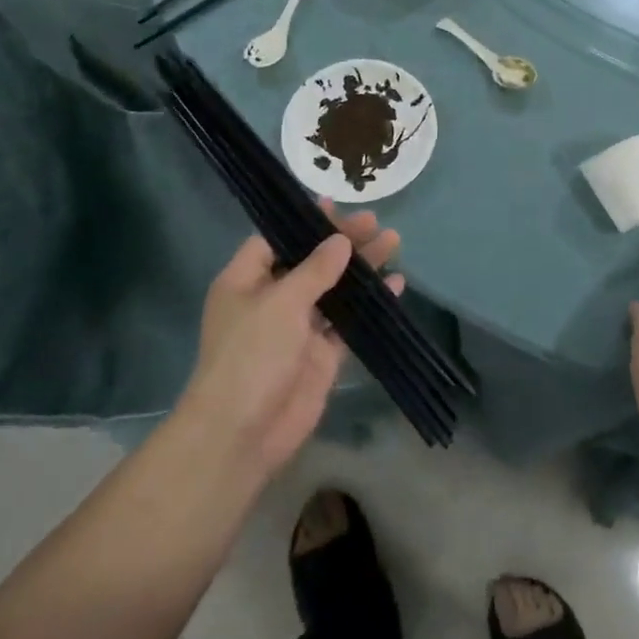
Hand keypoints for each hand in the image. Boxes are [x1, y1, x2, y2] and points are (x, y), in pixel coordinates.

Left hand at [179, 204, 401, 480]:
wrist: (243, 433)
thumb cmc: (251, 355)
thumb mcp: (281, 302)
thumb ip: (314, 269)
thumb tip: (340, 241)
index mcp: (246, 281)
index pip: (275, 240)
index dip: (304, 222)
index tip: (335, 205)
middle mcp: (271, 299)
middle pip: (310, 261)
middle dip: (341, 241)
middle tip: (375, 221)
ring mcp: (298, 328)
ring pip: (334, 289)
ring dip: (361, 268)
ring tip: (393, 242)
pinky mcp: (321, 354)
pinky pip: (348, 321)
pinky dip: (370, 303)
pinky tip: (395, 284)